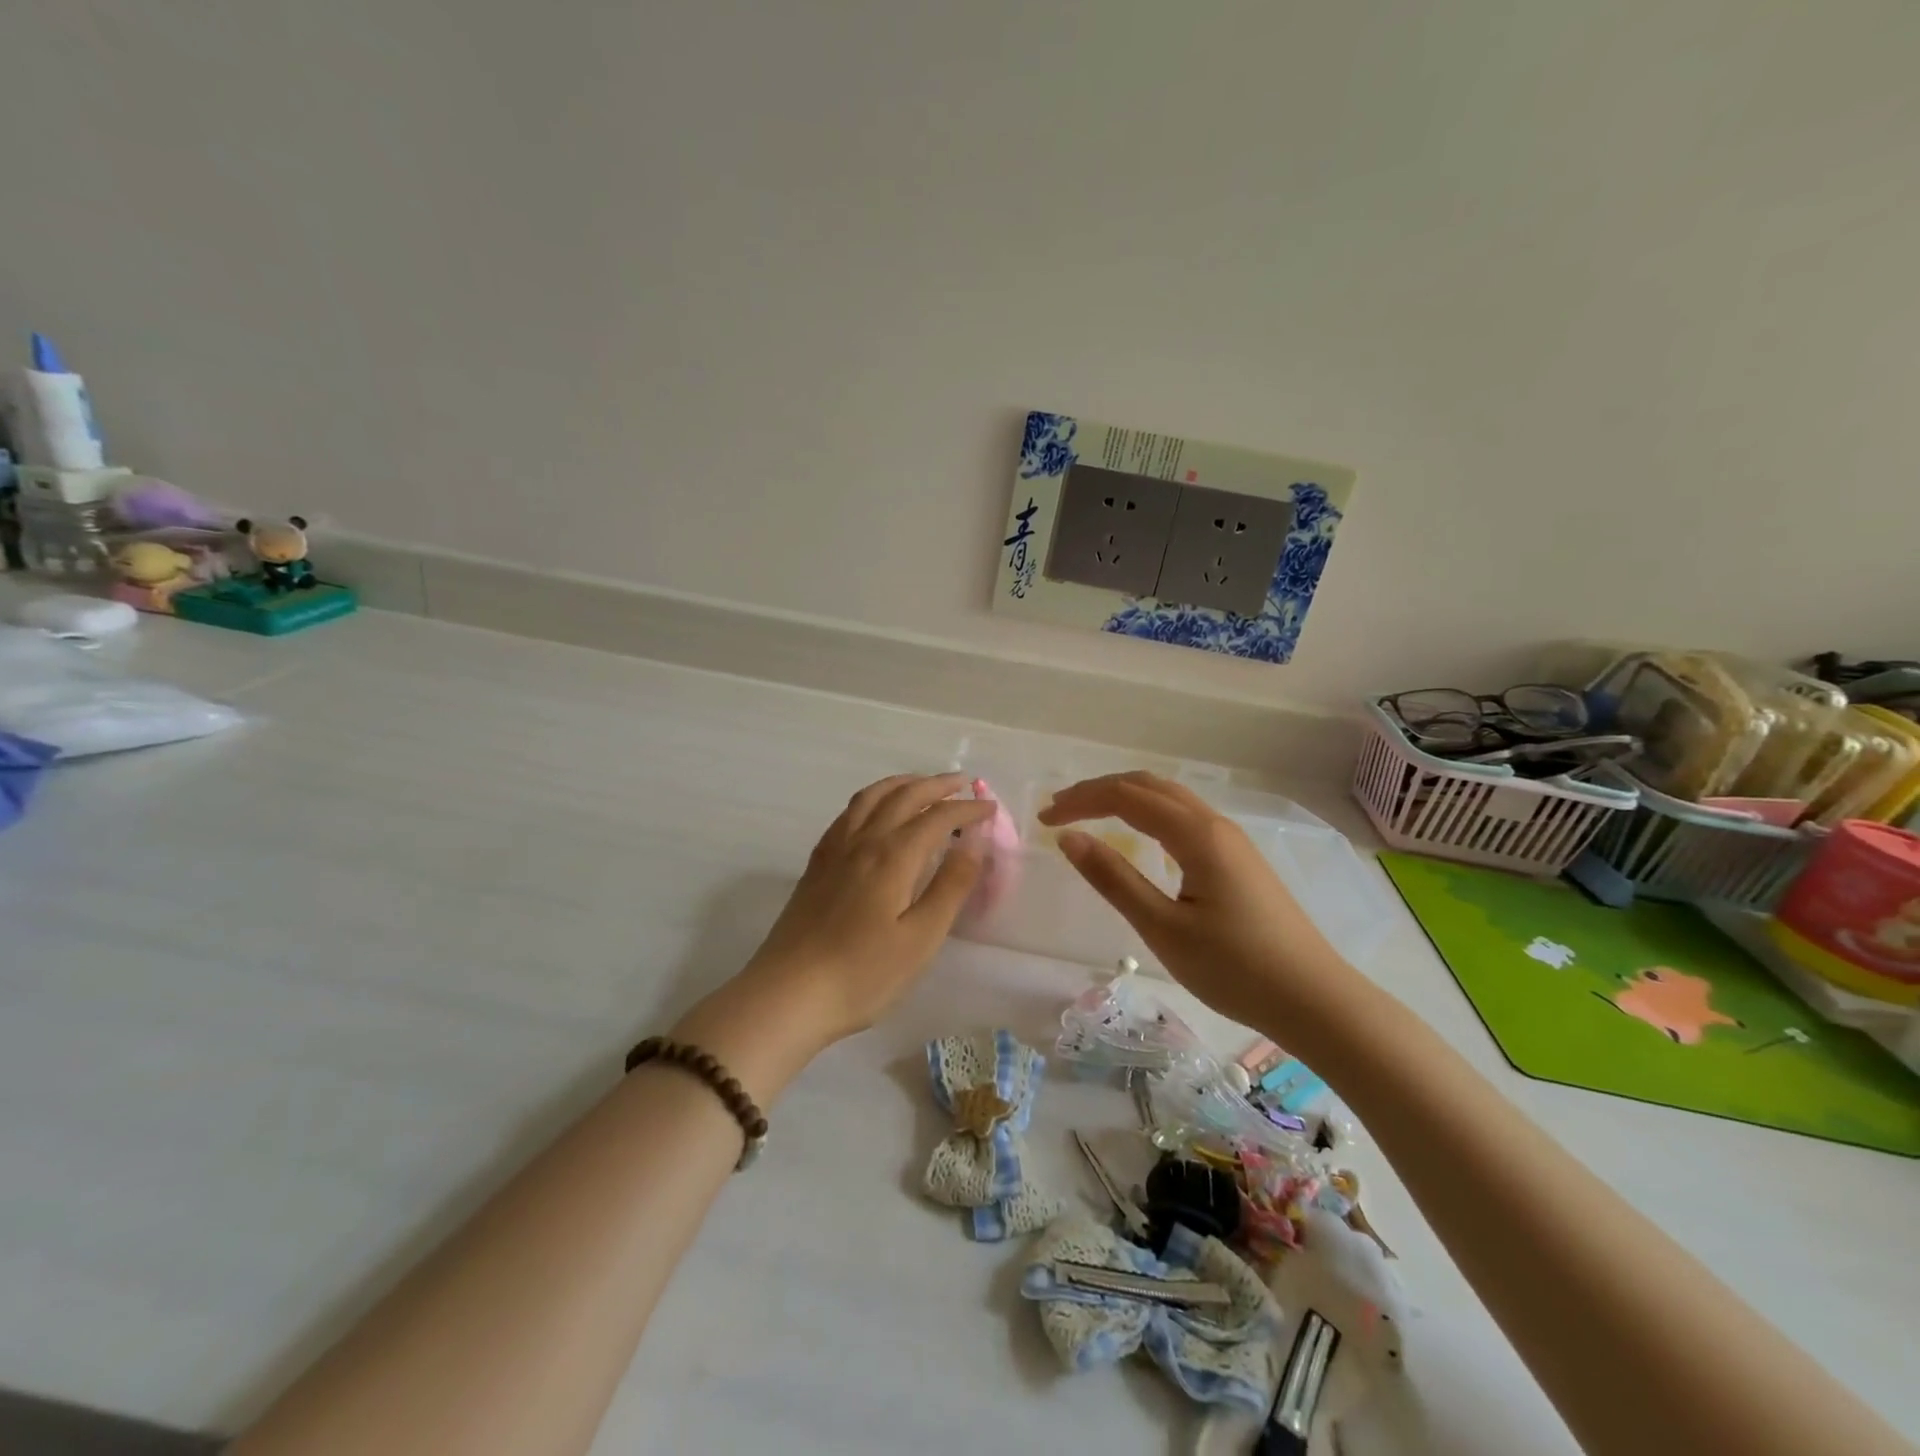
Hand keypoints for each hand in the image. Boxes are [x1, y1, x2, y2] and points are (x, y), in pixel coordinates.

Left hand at [675, 774, 991, 1095]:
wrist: (788, 994)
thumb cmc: (863, 974)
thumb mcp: (920, 938)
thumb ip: (950, 886)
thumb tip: (974, 841)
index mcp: (892, 856)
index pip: (937, 817)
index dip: (966, 809)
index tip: (990, 809)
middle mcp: (863, 841)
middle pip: (903, 796)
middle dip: (937, 785)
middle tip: (963, 783)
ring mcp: (835, 850)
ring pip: (871, 797)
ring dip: (901, 783)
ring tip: (922, 784)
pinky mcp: (816, 864)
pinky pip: (848, 813)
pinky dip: (871, 799)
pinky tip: (875, 812)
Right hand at [1038, 772, 1361, 1034]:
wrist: (1315, 1000)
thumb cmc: (1235, 969)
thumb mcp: (1163, 928)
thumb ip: (1114, 879)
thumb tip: (1069, 838)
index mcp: (1197, 835)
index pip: (1126, 796)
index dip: (1081, 801)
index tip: (1044, 821)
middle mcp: (1215, 824)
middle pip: (1148, 785)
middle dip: (1099, 790)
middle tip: (1059, 810)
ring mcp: (1231, 840)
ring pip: (1169, 798)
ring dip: (1125, 797)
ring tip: (1088, 815)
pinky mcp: (1238, 859)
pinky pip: (1184, 816)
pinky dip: (1148, 813)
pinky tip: (1139, 835)